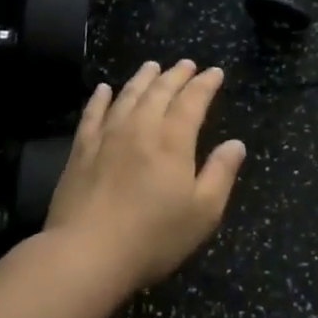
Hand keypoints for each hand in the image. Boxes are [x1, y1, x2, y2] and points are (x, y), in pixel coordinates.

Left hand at [44, 60, 246, 290]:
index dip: (205, 84)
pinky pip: (92, 114)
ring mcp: (107, 136)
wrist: (86, 254)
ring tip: (152, 66)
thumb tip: (236, 144)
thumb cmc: (153, 237)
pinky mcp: (80, 150)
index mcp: (173, 140)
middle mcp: (141, 127)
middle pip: (160, 91)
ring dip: (142, 78)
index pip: (193, 101)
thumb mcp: (203, 212)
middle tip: (186, 64)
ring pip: (128, 95)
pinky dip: (100, 98)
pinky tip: (103, 89)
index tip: (215, 72)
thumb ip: (221, 173)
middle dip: (176, 75)